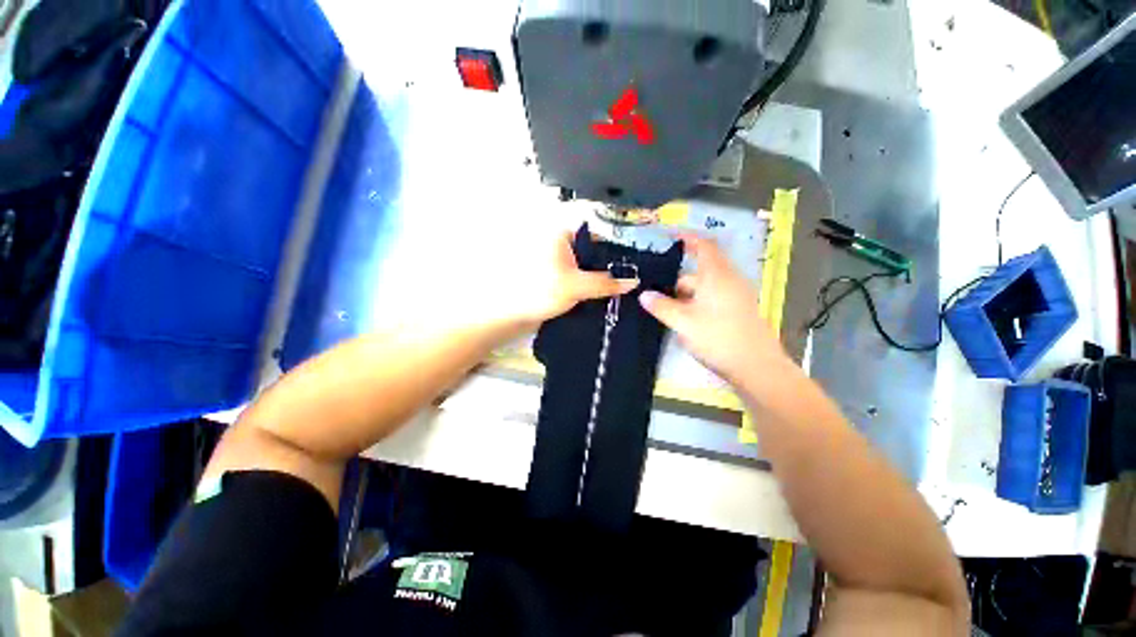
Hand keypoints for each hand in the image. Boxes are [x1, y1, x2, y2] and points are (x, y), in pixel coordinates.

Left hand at [472, 231, 637, 332]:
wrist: (510, 315)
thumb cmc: (539, 291)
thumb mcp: (576, 285)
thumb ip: (606, 283)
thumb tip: (634, 281)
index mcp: (561, 235)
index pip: (595, 236)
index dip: (614, 249)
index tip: (631, 266)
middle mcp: (560, 245)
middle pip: (592, 253)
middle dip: (608, 268)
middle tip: (629, 282)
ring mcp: (557, 263)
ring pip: (585, 269)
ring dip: (599, 280)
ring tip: (621, 292)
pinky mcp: (555, 279)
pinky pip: (578, 280)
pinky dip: (589, 287)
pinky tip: (603, 297)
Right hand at [639, 233, 790, 384]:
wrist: (756, 367)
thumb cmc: (718, 338)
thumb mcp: (683, 322)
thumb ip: (661, 306)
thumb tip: (644, 294)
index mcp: (717, 276)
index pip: (703, 246)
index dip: (688, 238)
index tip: (671, 236)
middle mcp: (729, 281)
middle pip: (701, 270)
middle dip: (679, 280)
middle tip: (658, 293)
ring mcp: (737, 296)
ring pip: (706, 287)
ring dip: (687, 295)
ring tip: (669, 311)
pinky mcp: (739, 311)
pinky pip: (714, 298)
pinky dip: (698, 303)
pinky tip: (687, 321)